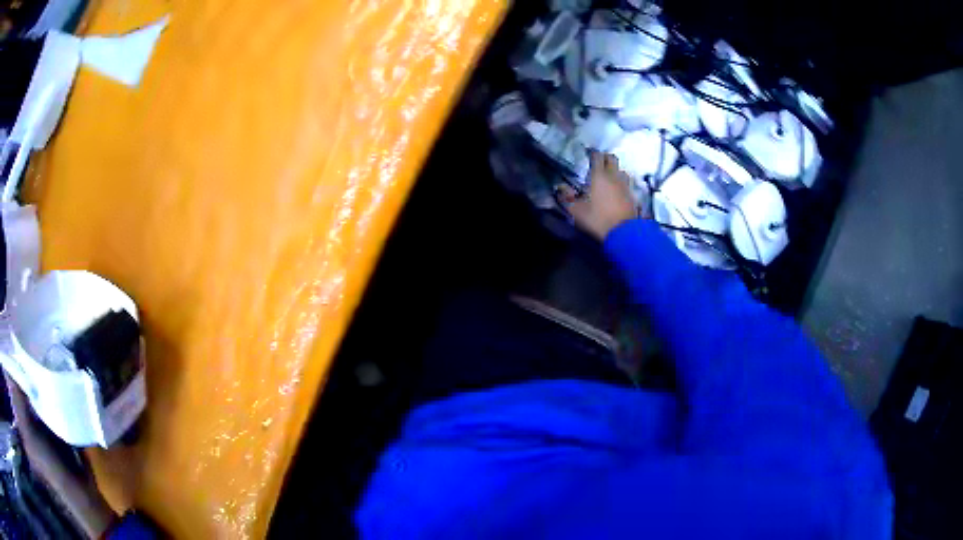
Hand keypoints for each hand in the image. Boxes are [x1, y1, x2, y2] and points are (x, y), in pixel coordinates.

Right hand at [558, 152, 637, 239]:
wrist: (623, 232)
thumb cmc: (598, 219)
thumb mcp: (577, 211)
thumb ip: (567, 198)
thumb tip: (560, 188)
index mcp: (599, 176)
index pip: (597, 157)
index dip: (593, 154)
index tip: (588, 156)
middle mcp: (613, 176)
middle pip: (612, 159)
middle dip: (605, 158)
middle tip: (598, 163)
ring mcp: (625, 185)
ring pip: (621, 170)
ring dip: (615, 171)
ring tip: (609, 177)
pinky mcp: (632, 195)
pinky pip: (626, 183)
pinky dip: (621, 183)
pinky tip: (617, 191)